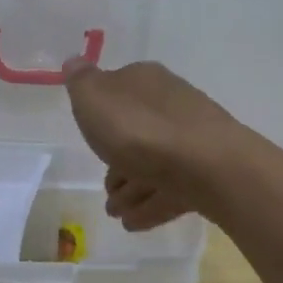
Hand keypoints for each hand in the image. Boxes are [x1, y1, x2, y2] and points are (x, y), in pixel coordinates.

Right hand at [61, 58, 242, 230]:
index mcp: (145, 81)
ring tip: (115, 212)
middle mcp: (171, 105)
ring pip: (155, 163)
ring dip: (133, 188)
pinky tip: (134, 222)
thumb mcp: (94, 97)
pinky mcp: (206, 173)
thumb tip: (75, 60)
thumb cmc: (140, 129)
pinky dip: (151, 204)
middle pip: (138, 131)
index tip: (88, 138)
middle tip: (104, 187)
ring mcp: (192, 140)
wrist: (206, 166)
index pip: (119, 90)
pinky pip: (171, 189)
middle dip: (119, 159)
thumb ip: (81, 81)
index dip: (102, 116)